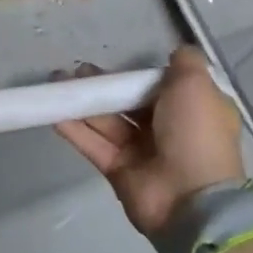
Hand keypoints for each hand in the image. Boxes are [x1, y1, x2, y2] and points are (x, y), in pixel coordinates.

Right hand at [55, 46, 244, 236]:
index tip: (123, 63)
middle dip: (106, 85)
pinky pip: (94, 143)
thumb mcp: (197, 85)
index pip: (165, 87)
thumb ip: (186, 63)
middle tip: (79, 70)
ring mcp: (142, 152)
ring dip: (84, 101)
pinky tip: (54, 110)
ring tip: (59, 81)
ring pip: (108, 120)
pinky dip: (74, 127)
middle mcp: (169, 130)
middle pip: (131, 102)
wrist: (190, 199)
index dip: (143, 75)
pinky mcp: (118, 170)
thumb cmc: (195, 133)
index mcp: (193, 111)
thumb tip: (176, 53)